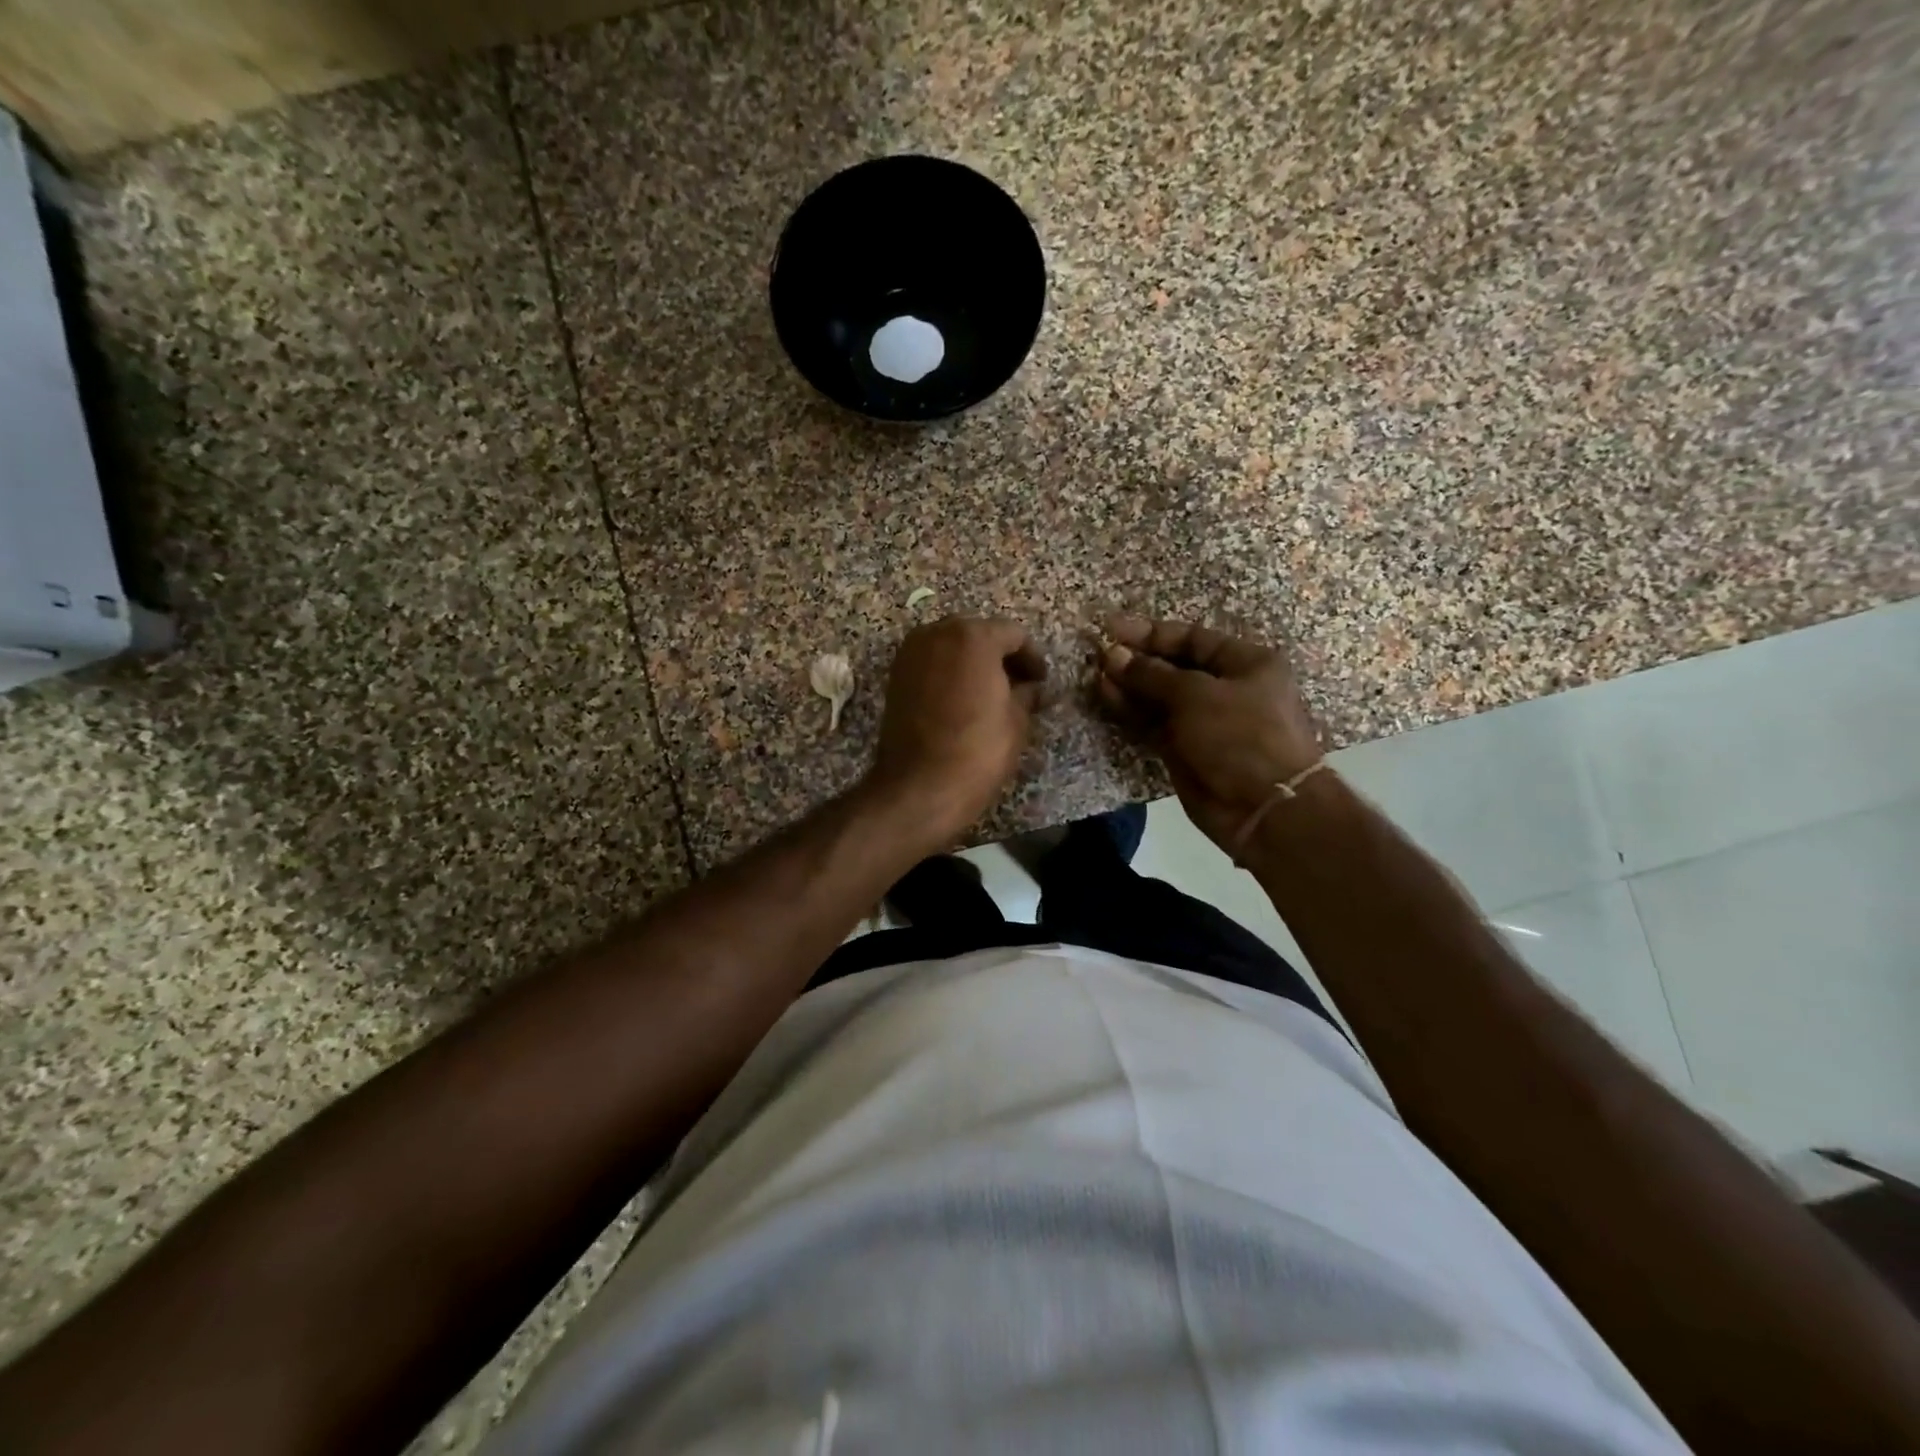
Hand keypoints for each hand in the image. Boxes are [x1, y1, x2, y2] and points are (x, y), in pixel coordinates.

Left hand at [865, 617, 1047, 839]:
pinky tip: (962, 700)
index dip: (1032, 658)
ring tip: (990, 694)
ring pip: (951, 647)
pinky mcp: (895, 676)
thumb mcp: (1017, 720)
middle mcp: (937, 633)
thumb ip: (1026, 693)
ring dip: (972, 663)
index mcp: (973, 636)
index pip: (1013, 634)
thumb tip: (1030, 688)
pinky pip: (931, 663)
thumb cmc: (978, 750)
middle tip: (1019, 685)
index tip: (1041, 682)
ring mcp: (911, 653)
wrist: (920, 786)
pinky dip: (949, 673)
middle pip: (978, 634)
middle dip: (1000, 656)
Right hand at [1096, 615, 1322, 851]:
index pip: (1192, 638)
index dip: (1151, 633)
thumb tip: (1113, 655)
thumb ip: (1151, 674)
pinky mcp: (1184, 749)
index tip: (1111, 628)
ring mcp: (1203, 721)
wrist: (1263, 807)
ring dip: (1129, 685)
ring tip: (1096, 674)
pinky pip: (1153, 723)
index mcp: (1244, 663)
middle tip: (1098, 653)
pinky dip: (1131, 711)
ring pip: (1159, 696)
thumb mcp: (1196, 694)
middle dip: (1137, 659)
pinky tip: (1106, 695)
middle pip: (1174, 666)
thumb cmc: (1240, 735)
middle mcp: (1225, 688)